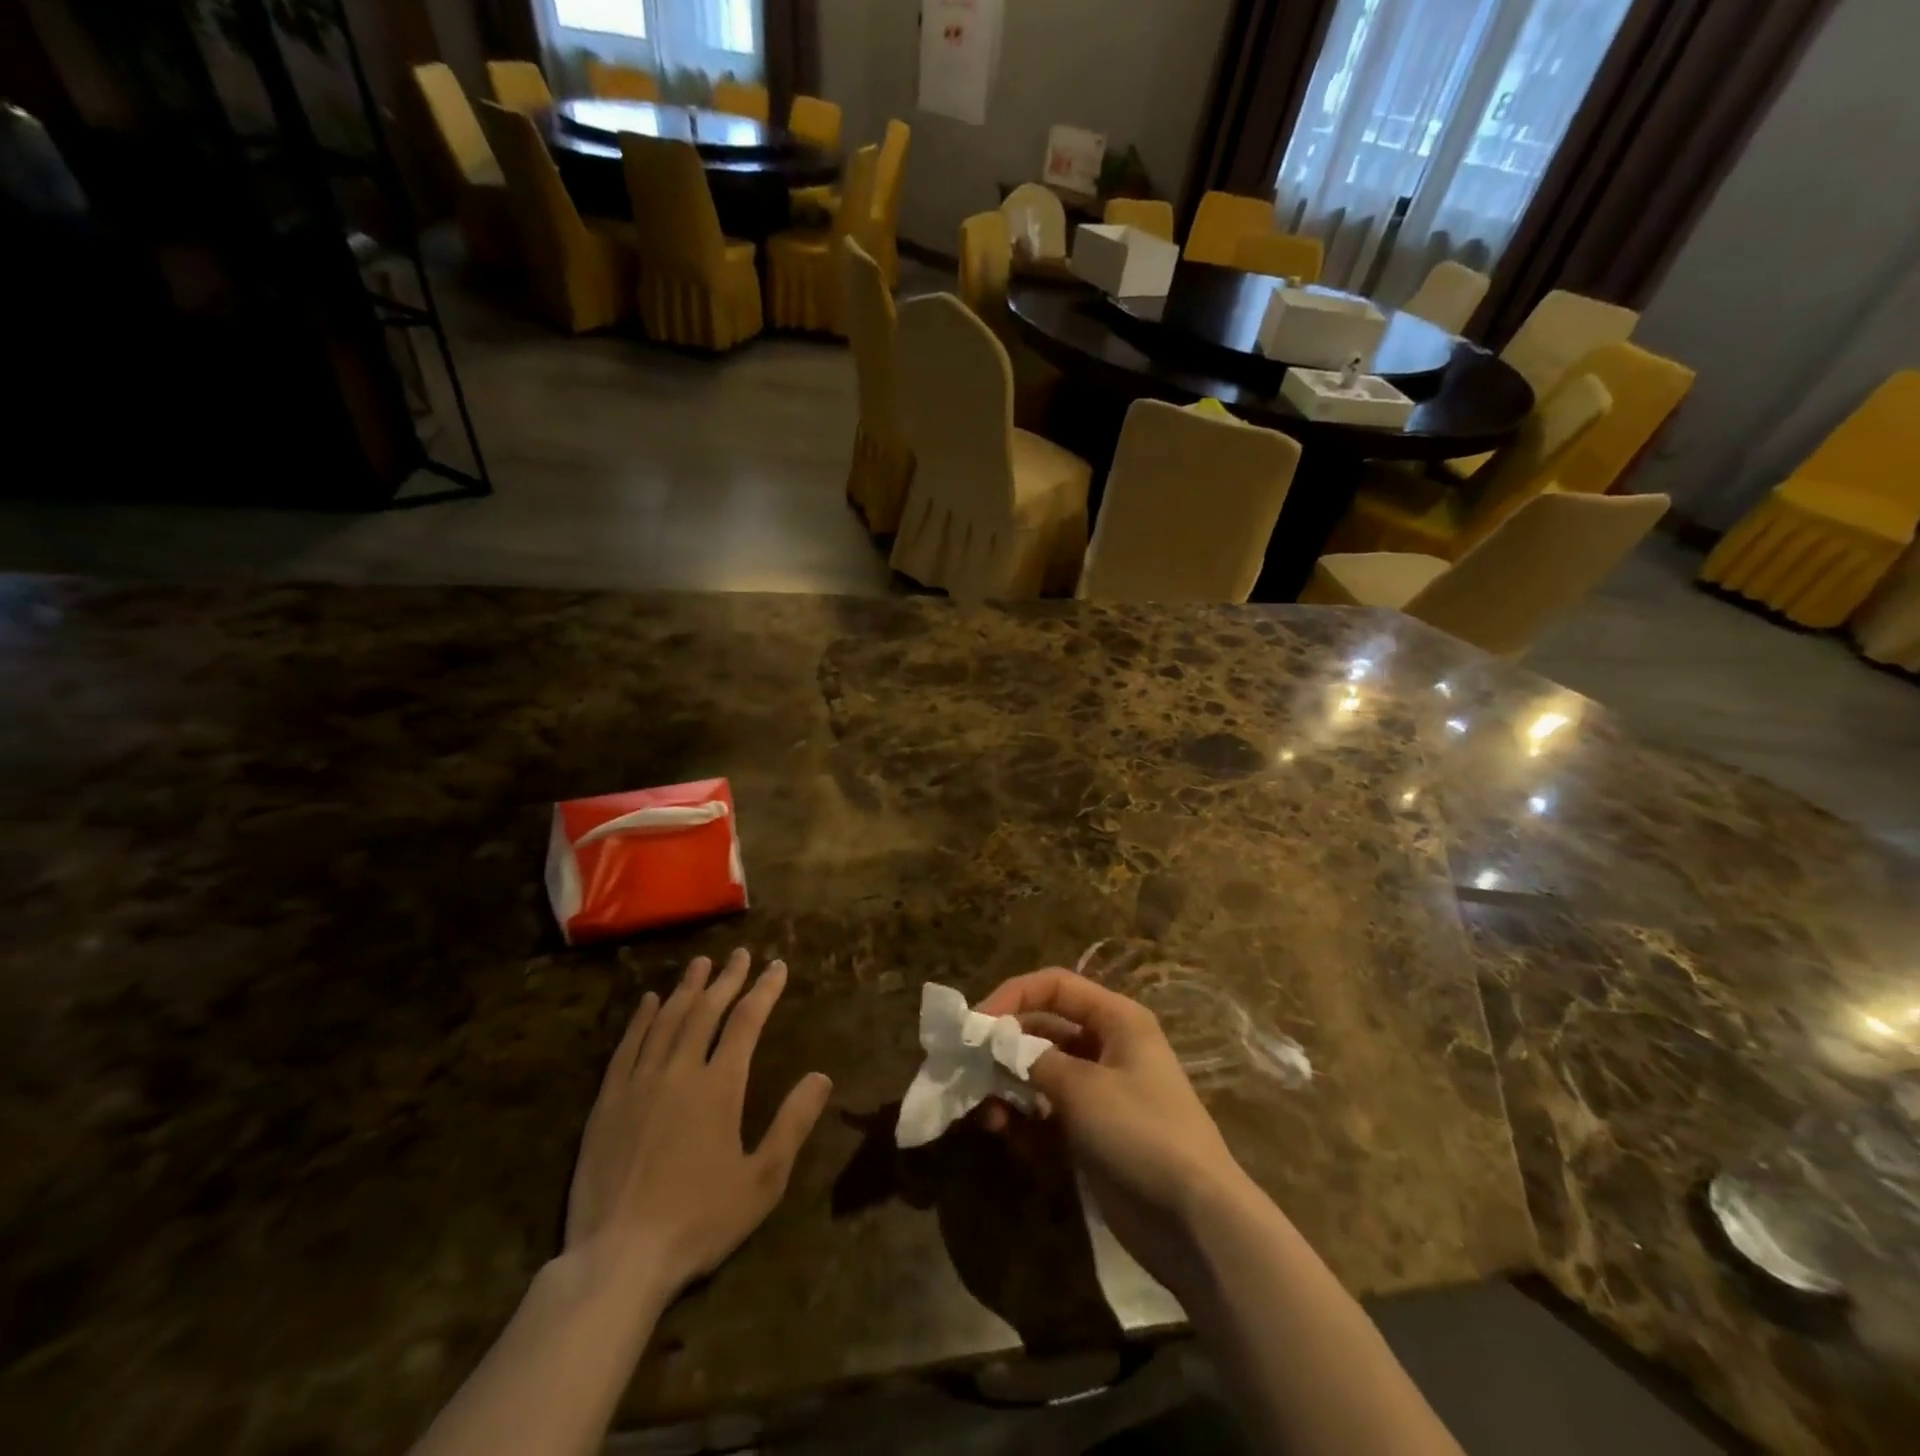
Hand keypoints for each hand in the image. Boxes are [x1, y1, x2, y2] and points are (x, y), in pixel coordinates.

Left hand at [564, 950, 832, 1299]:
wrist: (618, 1259)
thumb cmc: (700, 1220)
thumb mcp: (762, 1180)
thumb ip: (793, 1123)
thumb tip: (821, 1076)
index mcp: (720, 1086)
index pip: (746, 1022)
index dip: (764, 990)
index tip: (776, 966)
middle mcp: (679, 1071)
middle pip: (706, 1011)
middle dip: (727, 978)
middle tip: (740, 954)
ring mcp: (639, 1084)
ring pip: (667, 1020)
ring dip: (687, 988)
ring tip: (700, 963)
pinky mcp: (608, 1103)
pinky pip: (627, 1047)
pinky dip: (642, 1019)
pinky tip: (650, 1002)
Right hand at [975, 968, 1255, 1297]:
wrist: (1195, 1221)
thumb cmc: (1141, 1132)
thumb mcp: (1082, 1087)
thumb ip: (1032, 1060)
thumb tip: (995, 1044)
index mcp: (1116, 1020)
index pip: (1055, 987)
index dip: (1013, 996)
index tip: (975, 1023)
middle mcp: (1108, 1047)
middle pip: (1044, 1030)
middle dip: (1004, 1048)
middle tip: (968, 1070)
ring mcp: (1100, 1093)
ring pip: (1041, 1075)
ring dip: (1009, 1088)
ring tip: (986, 1113)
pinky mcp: (1093, 1134)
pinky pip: (1049, 1114)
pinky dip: (1026, 1121)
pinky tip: (1006, 1134)